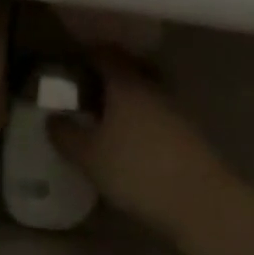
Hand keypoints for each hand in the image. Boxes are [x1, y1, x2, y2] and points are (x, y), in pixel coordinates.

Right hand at [49, 53, 232, 234]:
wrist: (201, 200)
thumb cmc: (137, 170)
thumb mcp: (89, 157)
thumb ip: (66, 135)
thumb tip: (52, 118)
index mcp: (125, 83)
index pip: (104, 53)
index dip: (86, 55)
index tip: (69, 64)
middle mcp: (151, 86)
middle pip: (127, 69)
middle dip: (106, 77)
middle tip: (84, 92)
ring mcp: (174, 108)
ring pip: (144, 92)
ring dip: (125, 100)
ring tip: (105, 120)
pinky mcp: (188, 132)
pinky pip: (157, 113)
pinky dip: (141, 119)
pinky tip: (131, 141)